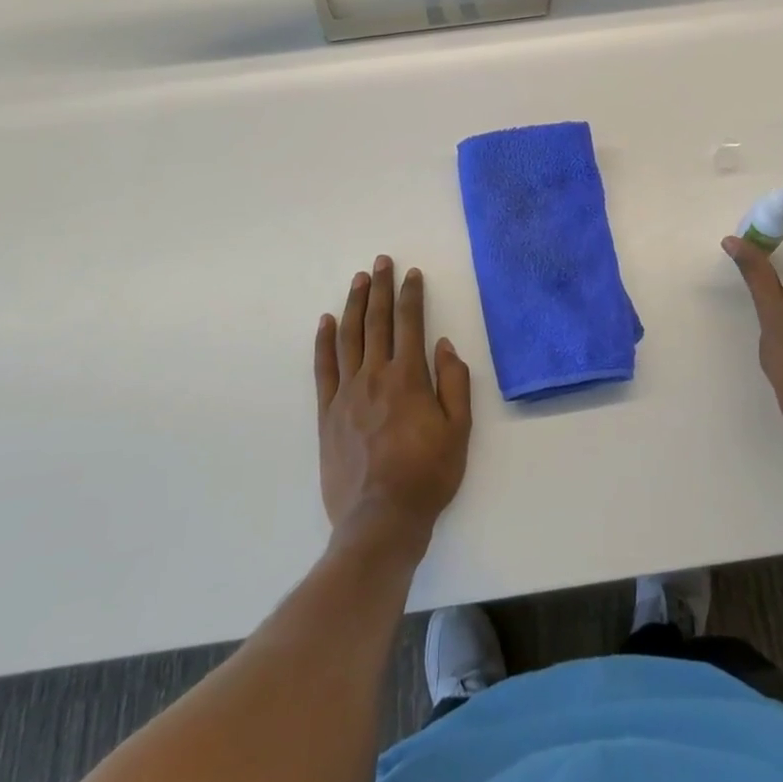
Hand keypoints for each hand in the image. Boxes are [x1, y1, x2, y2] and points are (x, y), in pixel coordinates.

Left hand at [315, 257, 471, 551]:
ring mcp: (346, 394)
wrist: (381, 519)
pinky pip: (323, 369)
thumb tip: (444, 345)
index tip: (412, 274)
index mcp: (409, 378)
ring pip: (349, 338)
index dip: (411, 295)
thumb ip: (454, 383)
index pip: (410, 323)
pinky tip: (326, 322)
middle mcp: (375, 376)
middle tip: (381, 262)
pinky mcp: (327, 414)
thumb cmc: (428, 475)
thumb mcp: (459, 430)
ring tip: (359, 280)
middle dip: (380, 288)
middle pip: (377, 322)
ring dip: (354, 305)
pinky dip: (324, 342)